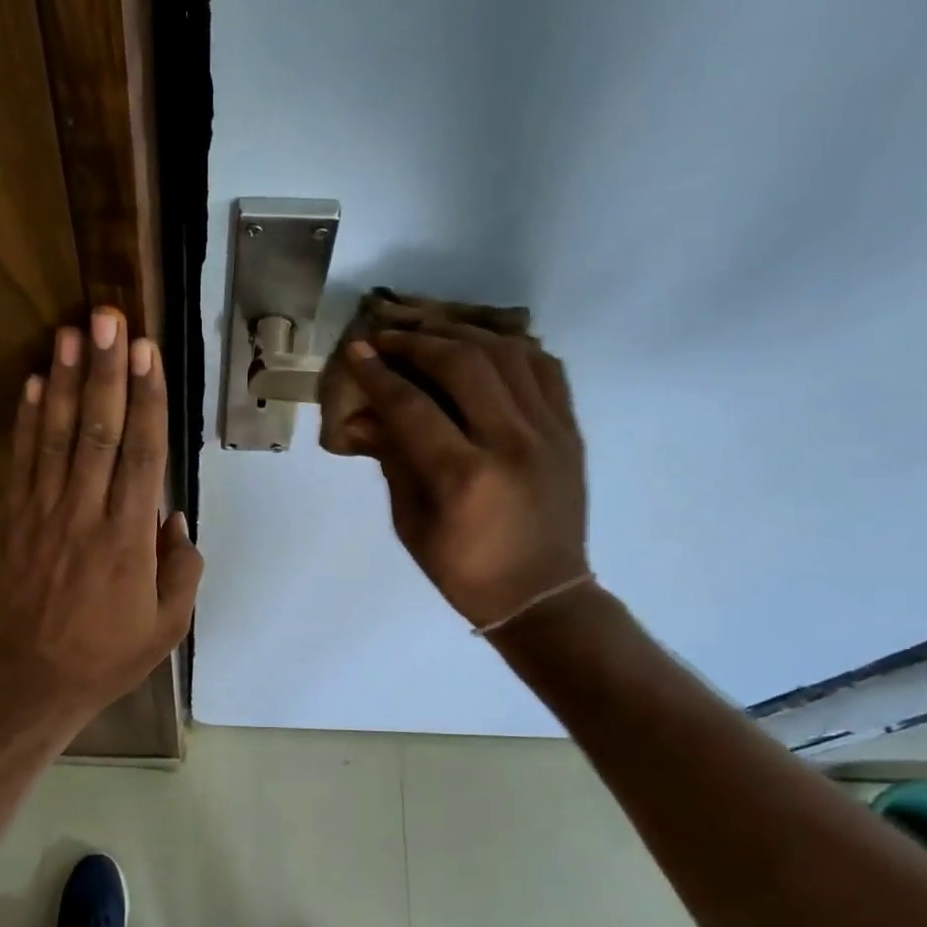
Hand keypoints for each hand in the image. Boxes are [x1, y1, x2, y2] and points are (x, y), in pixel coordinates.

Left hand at [0, 307, 202, 719]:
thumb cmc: (109, 654)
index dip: (147, 400)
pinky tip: (30, 383)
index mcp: (129, 538)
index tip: (148, 353)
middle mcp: (85, 515)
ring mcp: (43, 515)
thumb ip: (182, 568)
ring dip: (63, 381)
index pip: (142, 454)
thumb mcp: (168, 624)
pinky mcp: (13, 522)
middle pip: (98, 431)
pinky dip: (25, 421)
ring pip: (55, 437)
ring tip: (71, 332)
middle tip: (110, 317)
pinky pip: (21, 462)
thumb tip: (174, 517)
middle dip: (106, 371)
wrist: (36, 679)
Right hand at [344, 327, 588, 630]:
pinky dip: (510, 348)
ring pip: (507, 353)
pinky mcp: (569, 429)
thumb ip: (393, 461)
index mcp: (463, 476)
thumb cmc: (463, 570)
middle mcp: (511, 442)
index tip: (357, 351)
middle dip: (417, 342)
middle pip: (462, 363)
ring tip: (431, 332)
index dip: (379, 375)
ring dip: (462, 333)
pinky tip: (484, 347)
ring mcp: (548, 431)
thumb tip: (366, 416)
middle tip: (388, 337)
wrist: (541, 595)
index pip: (412, 406)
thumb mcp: (411, 523)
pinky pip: (544, 366)